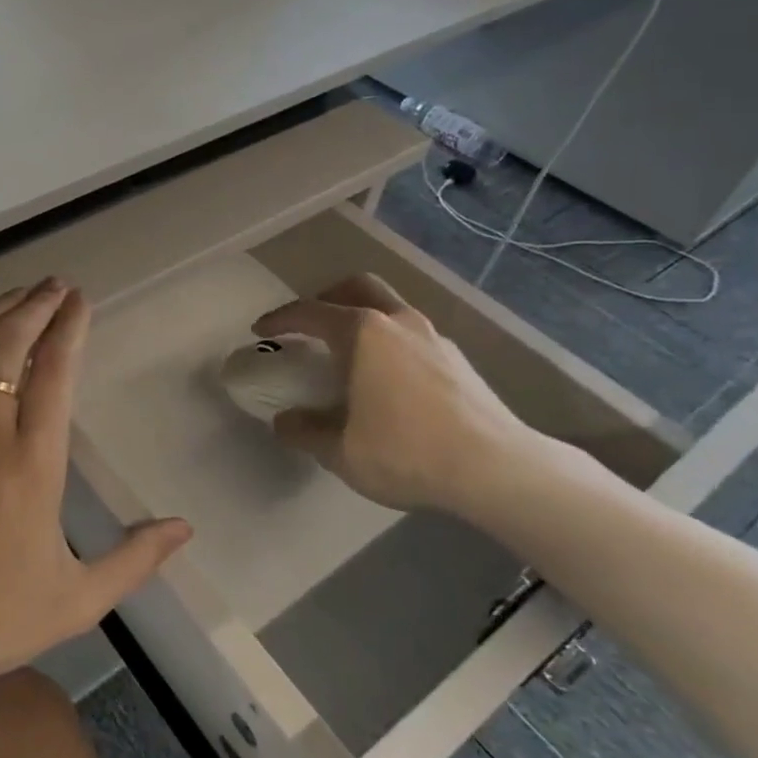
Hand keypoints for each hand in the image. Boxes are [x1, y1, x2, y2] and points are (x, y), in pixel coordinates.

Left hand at [0, 280, 192, 684]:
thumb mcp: (77, 600)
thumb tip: (184, 528)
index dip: (69, 327)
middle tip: (55, 285)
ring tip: (15, 294)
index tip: (80, 301)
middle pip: (10, 341)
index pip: (55, 370)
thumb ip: (135, 559)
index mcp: (33, 460)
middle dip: (36, 304)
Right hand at [253, 273, 543, 515]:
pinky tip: (389, 379)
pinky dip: (391, 342)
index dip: (280, 318)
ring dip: (364, 318)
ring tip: (350, 353)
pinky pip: (413, 335)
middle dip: (328, 297)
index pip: (310, 312)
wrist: (496, 469)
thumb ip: (305, 431)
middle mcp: (398, 322)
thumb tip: (285, 421)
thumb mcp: (340, 451)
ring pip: (391, 308)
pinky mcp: (459, 360)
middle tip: (311, 323)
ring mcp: (434, 337)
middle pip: (358, 287)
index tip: (260, 330)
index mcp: (363, 333)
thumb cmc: (406, 452)